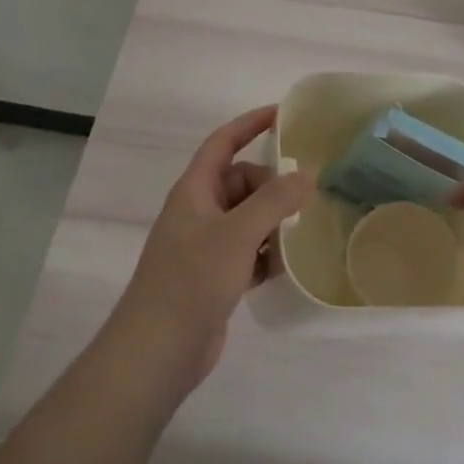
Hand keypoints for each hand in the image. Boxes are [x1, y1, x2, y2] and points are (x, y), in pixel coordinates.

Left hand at [104, 105, 313, 391]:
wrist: (158, 350)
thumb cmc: (191, 281)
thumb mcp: (237, 234)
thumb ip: (274, 201)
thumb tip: (305, 176)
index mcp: (194, 191)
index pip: (223, 143)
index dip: (249, 124)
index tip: (282, 113)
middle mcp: (199, 212)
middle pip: (241, 182)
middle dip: (271, 187)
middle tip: (304, 199)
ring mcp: (206, 246)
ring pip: (248, 219)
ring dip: (273, 223)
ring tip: (302, 233)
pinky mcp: (215, 277)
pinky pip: (248, 251)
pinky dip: (267, 254)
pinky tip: (287, 266)